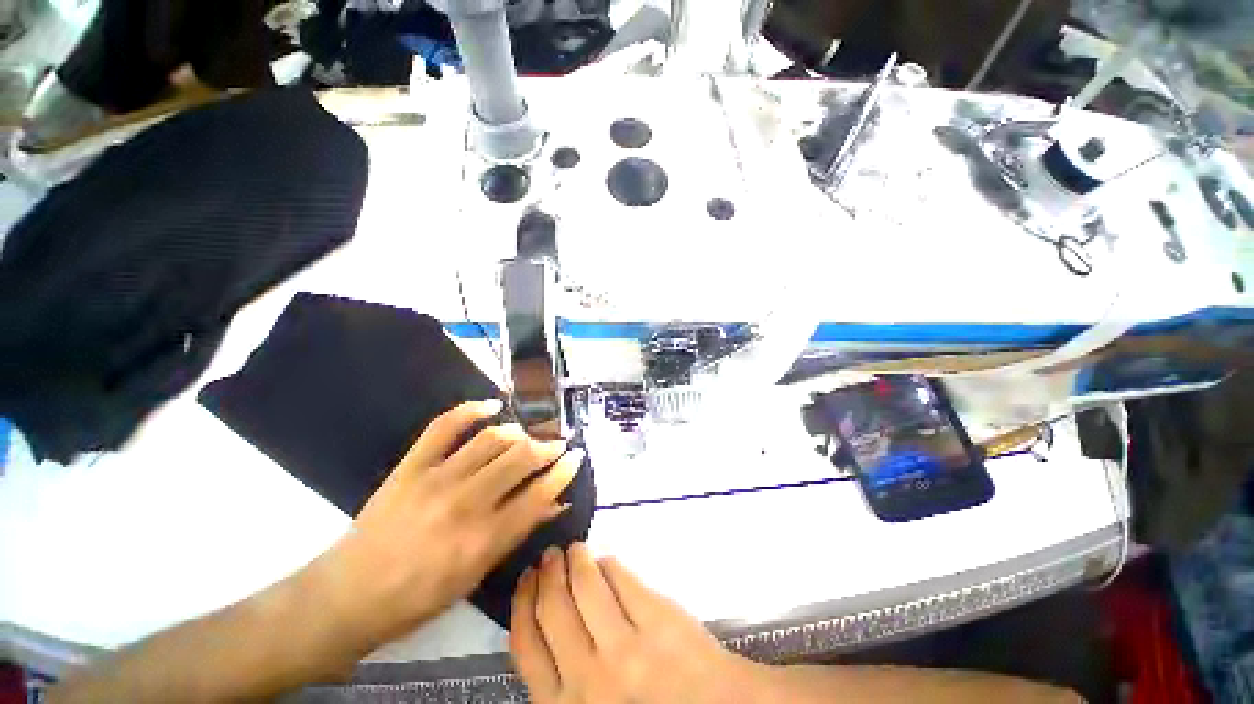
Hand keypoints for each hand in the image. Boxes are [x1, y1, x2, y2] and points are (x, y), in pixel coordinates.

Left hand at [310, 399, 584, 649]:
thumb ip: (518, 533)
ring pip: (491, 440)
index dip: (564, 472)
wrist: (349, 595)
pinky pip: (444, 427)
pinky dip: (471, 409)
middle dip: (548, 447)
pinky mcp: (411, 466)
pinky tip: (492, 405)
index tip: (577, 457)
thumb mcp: (476, 575)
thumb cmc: (419, 597)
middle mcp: (465, 504)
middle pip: (520, 460)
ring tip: (528, 435)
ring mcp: (436, 480)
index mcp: (483, 540)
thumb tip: (556, 503)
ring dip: (519, 432)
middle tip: (559, 444)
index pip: (538, 495)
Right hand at [511, 544, 766, 703]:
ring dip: (576, 560)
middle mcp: (589, 679)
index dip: (523, 603)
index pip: (527, 645)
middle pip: (553, 609)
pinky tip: (607, 562)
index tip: (526, 580)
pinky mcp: (657, 619)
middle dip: (547, 575)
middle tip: (549, 555)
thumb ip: (566, 675)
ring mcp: (626, 647)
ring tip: (574, 549)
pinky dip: (609, 564)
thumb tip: (550, 615)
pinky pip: (622, 579)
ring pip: (586, 586)